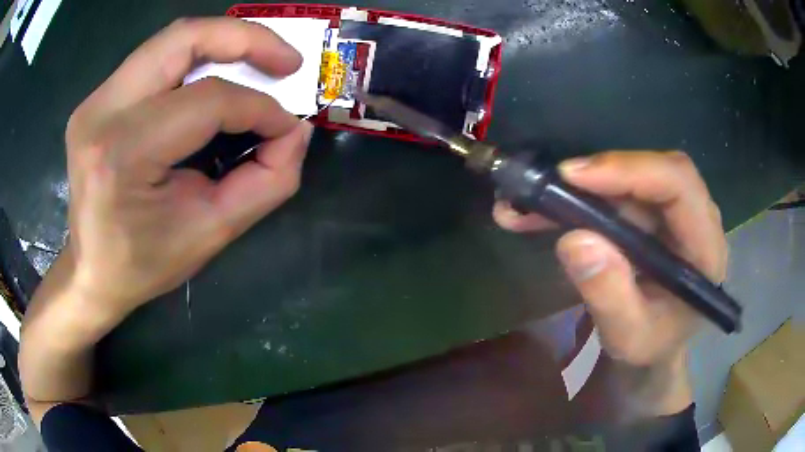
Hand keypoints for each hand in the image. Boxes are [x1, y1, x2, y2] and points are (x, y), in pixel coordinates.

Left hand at [63, 18, 311, 325]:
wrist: (91, 271)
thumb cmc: (144, 263)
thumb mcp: (210, 233)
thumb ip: (266, 182)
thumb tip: (295, 131)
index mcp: (123, 152)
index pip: (206, 101)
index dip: (258, 107)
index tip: (288, 126)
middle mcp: (103, 110)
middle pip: (184, 39)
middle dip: (247, 39)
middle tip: (288, 61)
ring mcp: (96, 99)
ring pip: (172, 39)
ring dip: (224, 41)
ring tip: (261, 60)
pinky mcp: (98, 97)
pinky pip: (157, 58)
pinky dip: (197, 57)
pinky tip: (217, 74)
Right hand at [494, 151, 727, 414]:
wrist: (654, 348)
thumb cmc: (650, 348)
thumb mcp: (629, 339)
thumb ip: (610, 297)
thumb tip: (576, 241)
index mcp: (705, 248)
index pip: (679, 184)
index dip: (630, 170)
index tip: (574, 177)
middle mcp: (694, 219)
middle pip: (653, 171)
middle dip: (600, 175)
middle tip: (549, 186)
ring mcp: (671, 215)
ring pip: (629, 180)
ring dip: (578, 189)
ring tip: (527, 204)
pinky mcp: (650, 216)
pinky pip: (614, 196)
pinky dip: (576, 201)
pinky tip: (539, 214)